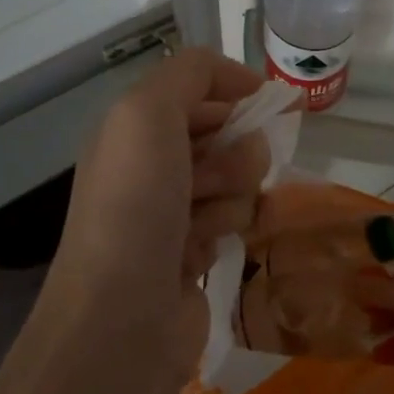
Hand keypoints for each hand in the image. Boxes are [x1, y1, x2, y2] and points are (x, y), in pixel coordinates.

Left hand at [41, 48, 269, 377]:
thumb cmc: (135, 206)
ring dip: (230, 194)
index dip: (235, 90)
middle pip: (224, 133)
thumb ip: (190, 74)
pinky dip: (226, 229)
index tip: (272, 104)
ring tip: (202, 224)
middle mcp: (150, 163)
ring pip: (236, 177)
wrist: (121, 319)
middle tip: (211, 180)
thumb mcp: (147, 114)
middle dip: (233, 151)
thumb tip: (240, 81)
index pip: (198, 87)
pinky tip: (205, 252)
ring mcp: (171, 210)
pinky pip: (234, 219)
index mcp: (132, 127)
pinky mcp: (192, 253)